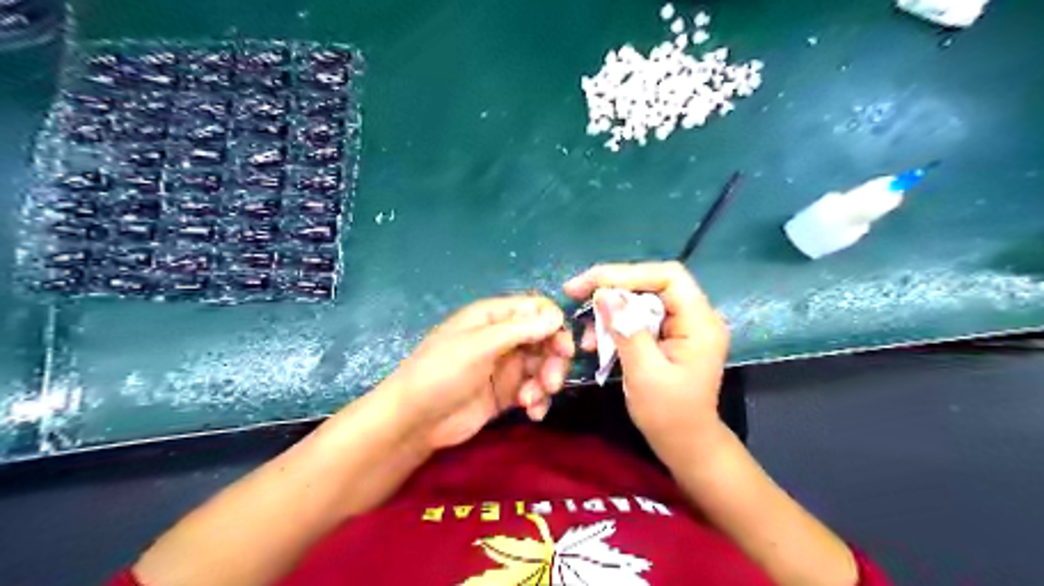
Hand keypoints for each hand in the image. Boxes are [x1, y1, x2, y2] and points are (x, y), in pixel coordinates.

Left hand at [382, 295, 574, 450]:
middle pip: (545, 339)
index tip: (563, 348)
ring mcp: (506, 366)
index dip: (554, 325)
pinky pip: (534, 390)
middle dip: (553, 360)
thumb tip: (556, 316)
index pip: (536, 310)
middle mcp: (503, 337)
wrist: (414, 421)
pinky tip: (532, 413)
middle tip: (551, 382)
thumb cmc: (441, 373)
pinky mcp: (506, 393)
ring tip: (532, 401)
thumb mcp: (478, 346)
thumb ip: (519, 330)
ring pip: (543, 366)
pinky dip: (538, 400)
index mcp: (493, 316)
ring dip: (546, 383)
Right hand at [567, 263, 728, 450]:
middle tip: (575, 292)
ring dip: (610, 309)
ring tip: (585, 331)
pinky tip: (595, 341)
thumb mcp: (644, 373)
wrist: (685, 444)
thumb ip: (626, 329)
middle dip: (612, 287)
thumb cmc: (669, 415)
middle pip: (651, 283)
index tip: (590, 283)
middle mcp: (694, 316)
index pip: (667, 276)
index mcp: (699, 322)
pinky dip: (615, 325)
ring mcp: (681, 325)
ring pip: (641, 299)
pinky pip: (638, 317)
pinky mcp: (668, 335)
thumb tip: (604, 293)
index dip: (627, 273)